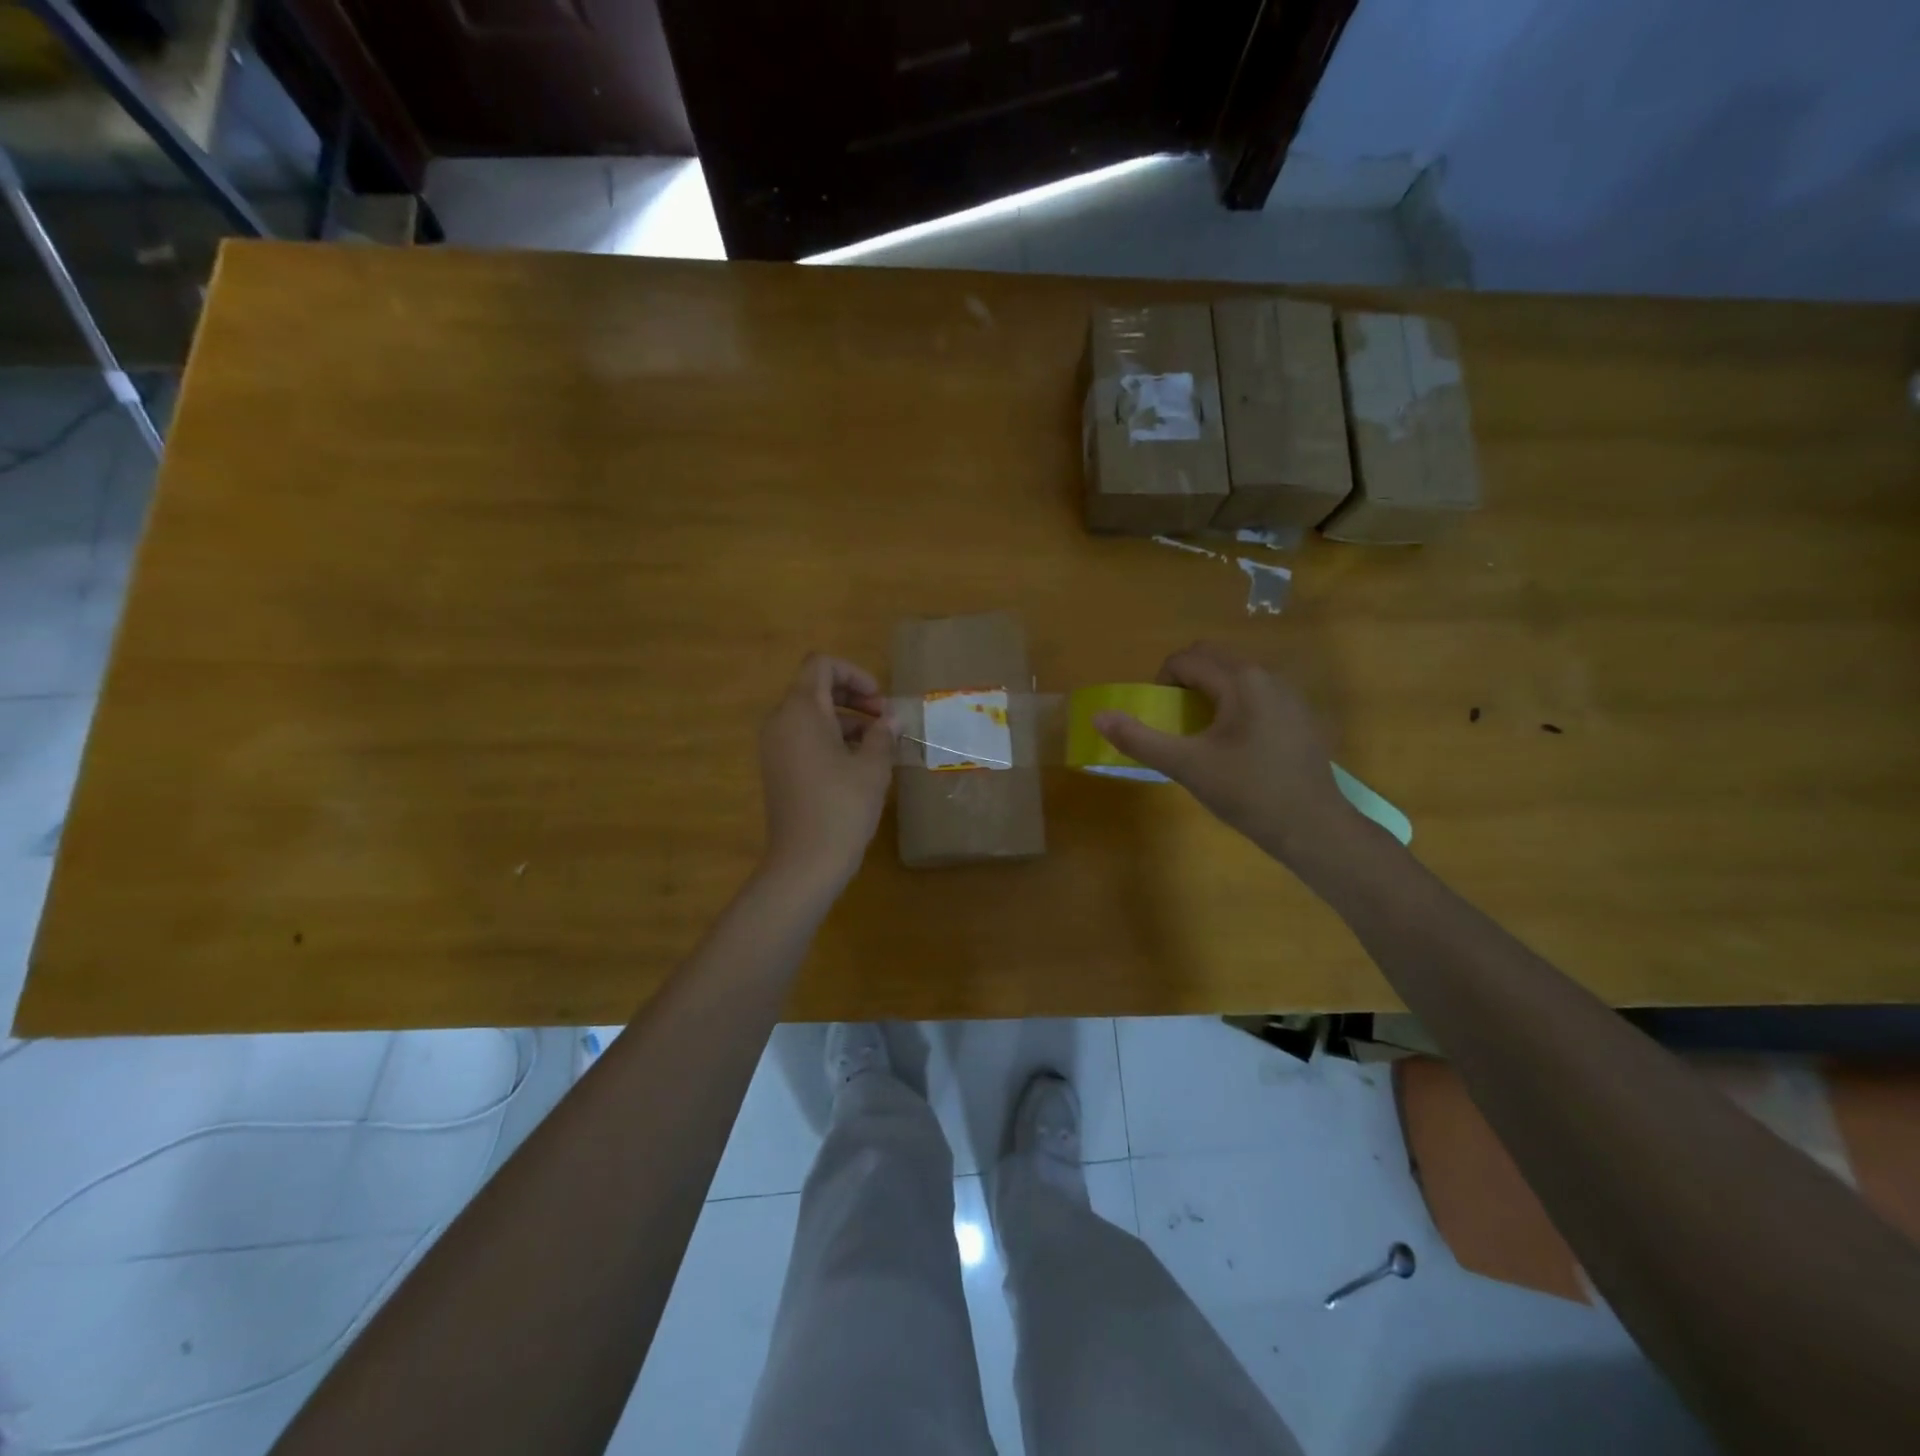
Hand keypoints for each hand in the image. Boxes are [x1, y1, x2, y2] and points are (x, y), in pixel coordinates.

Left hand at [757, 654, 895, 898]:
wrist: (805, 863)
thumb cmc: (842, 807)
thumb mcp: (872, 767)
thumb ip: (883, 734)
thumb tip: (890, 720)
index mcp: (801, 711)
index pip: (821, 665)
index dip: (854, 674)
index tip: (880, 702)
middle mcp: (780, 722)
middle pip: (815, 689)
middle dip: (853, 697)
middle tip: (885, 721)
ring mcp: (775, 748)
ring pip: (811, 716)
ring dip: (846, 721)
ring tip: (879, 746)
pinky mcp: (777, 770)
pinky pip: (804, 739)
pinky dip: (831, 740)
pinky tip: (858, 765)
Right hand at [1093, 642, 1357, 865]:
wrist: (1312, 828)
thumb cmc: (1247, 792)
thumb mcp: (1186, 766)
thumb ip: (1140, 739)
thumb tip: (1098, 717)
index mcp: (1241, 680)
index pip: (1187, 659)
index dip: (1162, 682)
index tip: (1161, 717)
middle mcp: (1269, 676)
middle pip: (1213, 659)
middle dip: (1185, 682)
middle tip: (1177, 722)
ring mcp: (1290, 695)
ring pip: (1237, 676)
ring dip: (1210, 693)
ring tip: (1203, 735)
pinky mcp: (1302, 716)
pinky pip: (1258, 695)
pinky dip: (1236, 706)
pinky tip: (1238, 748)